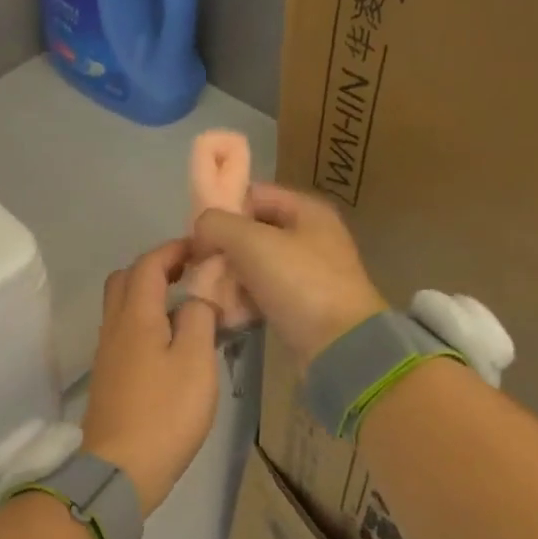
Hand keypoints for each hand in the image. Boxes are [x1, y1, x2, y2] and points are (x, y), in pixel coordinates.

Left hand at [81, 240, 220, 515]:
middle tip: (190, 273)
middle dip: (156, 267)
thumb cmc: (165, 413)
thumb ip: (198, 319)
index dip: (173, 249)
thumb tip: (197, 295)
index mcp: (136, 317)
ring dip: (149, 294)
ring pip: (122, 306)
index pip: (148, 265)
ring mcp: (107, 353)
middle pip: (125, 280)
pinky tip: (171, 342)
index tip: (201, 247)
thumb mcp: (195, 362)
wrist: (121, 468)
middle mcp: (114, 327)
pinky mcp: (109, 376)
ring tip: (186, 306)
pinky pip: (125, 332)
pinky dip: (145, 321)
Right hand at [191, 184, 387, 362]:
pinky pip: (262, 292)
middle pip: (251, 232)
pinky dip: (243, 299)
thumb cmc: (299, 283)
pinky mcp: (301, 304)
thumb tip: (200, 228)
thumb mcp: (251, 242)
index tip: (197, 232)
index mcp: (306, 210)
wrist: (340, 345)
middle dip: (222, 247)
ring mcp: (307, 272)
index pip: (253, 194)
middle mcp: (310, 236)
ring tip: (208, 290)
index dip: (222, 207)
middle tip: (199, 265)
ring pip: (254, 264)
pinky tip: (227, 311)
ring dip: (229, 276)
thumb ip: (217, 224)